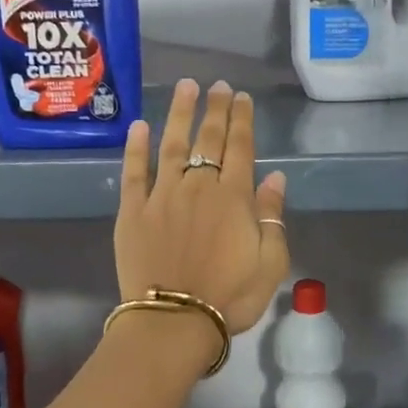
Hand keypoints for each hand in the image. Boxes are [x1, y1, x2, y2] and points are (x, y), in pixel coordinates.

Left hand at [117, 79, 290, 337]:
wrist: (173, 322)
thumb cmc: (230, 297)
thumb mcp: (270, 263)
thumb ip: (272, 217)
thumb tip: (275, 178)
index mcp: (233, 198)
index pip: (240, 148)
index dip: (242, 120)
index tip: (242, 97)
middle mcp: (198, 187)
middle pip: (208, 139)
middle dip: (216, 109)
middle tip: (218, 85)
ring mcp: (162, 196)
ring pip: (172, 145)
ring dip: (179, 114)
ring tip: (185, 88)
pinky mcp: (133, 212)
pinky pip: (134, 173)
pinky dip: (137, 148)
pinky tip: (139, 126)